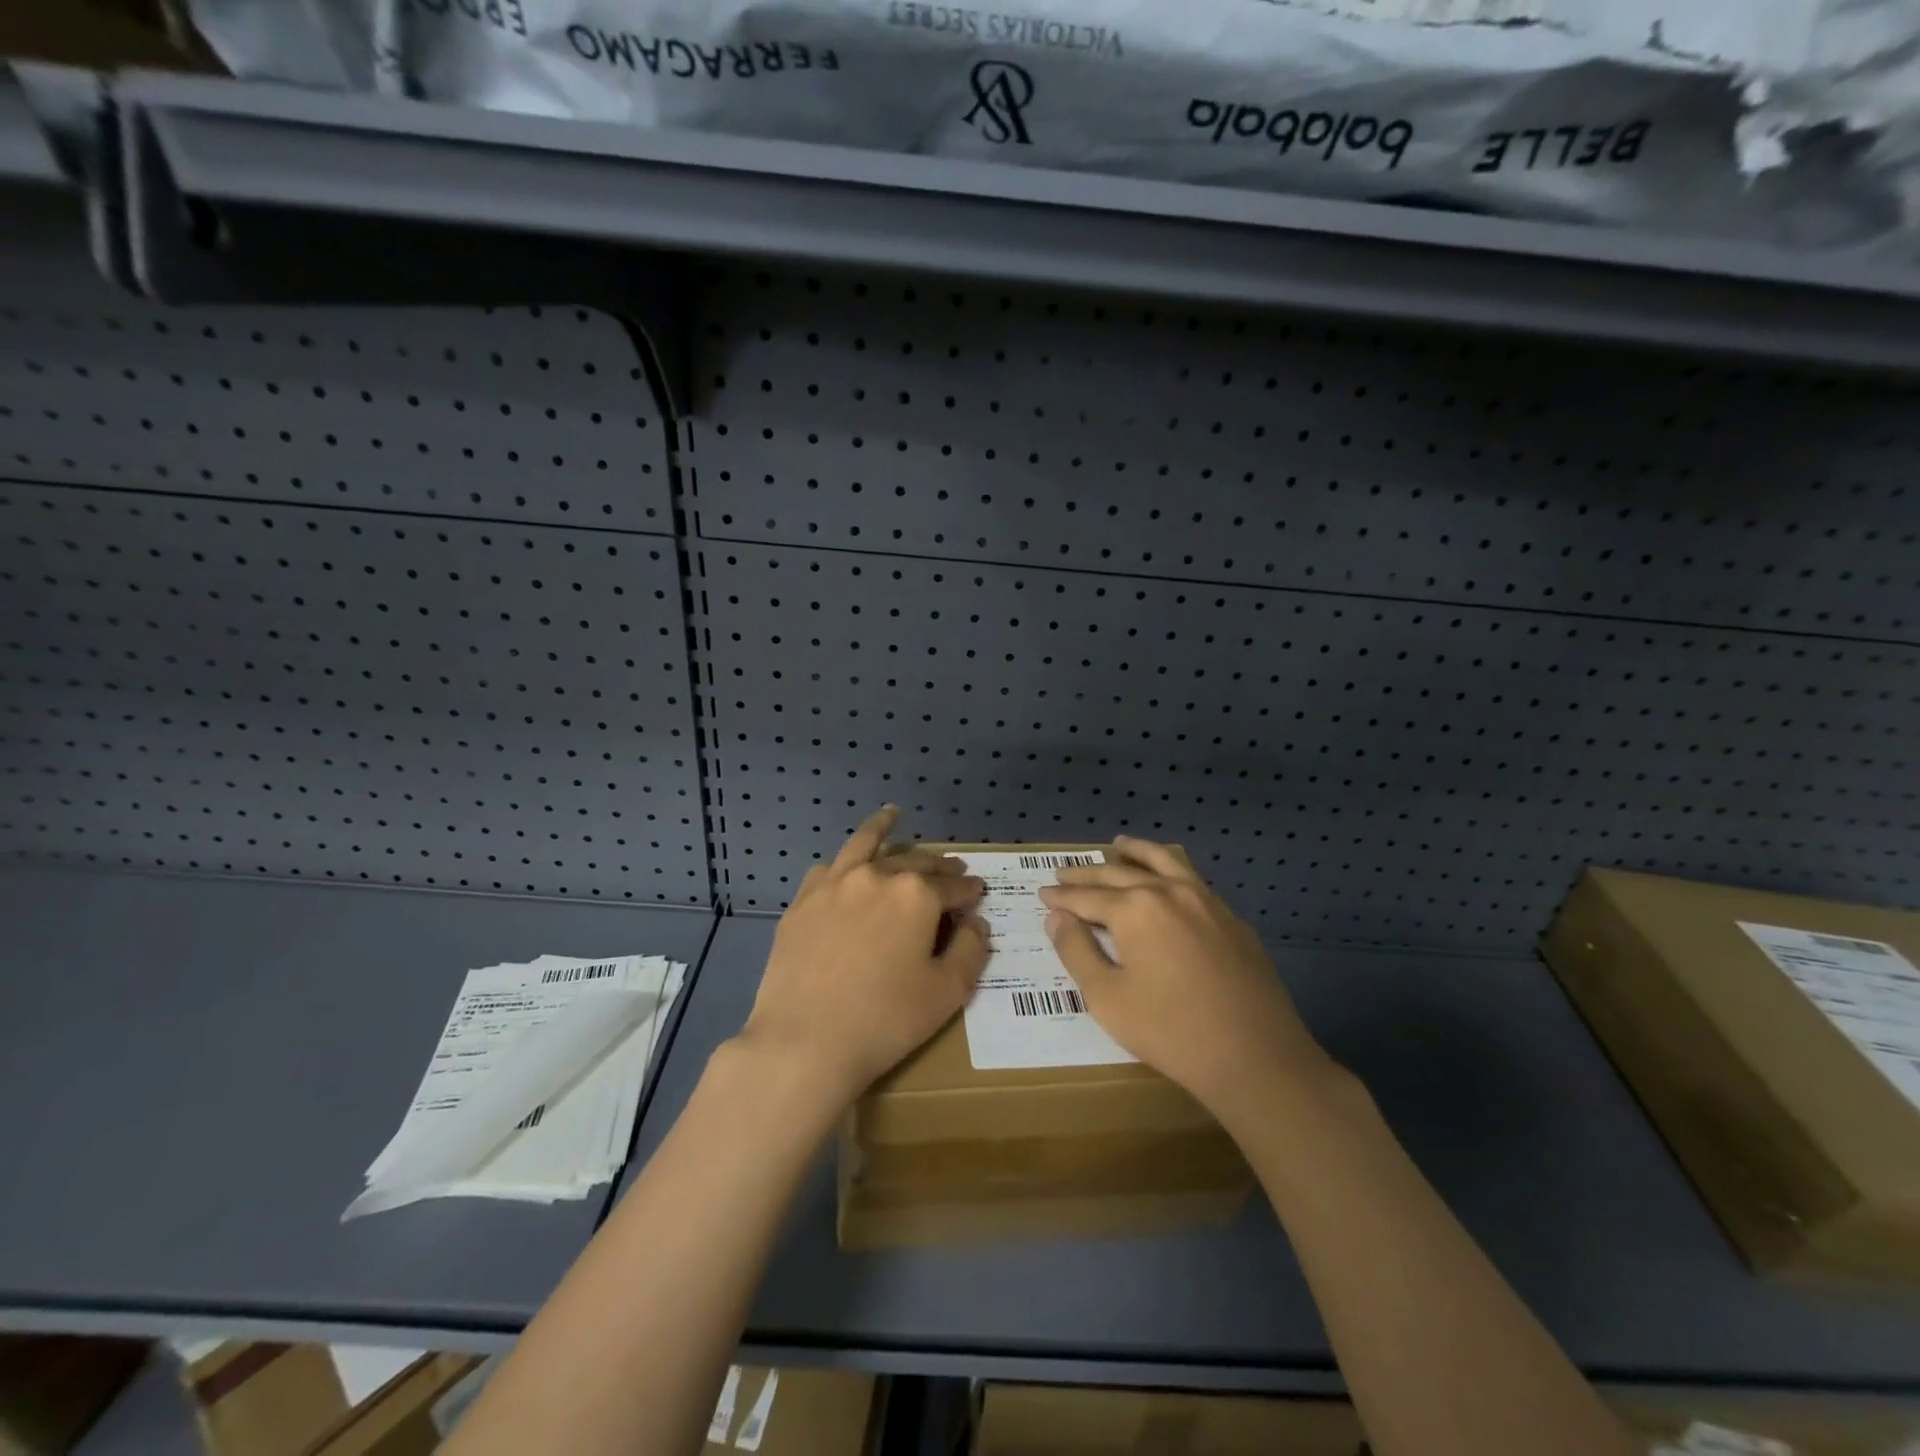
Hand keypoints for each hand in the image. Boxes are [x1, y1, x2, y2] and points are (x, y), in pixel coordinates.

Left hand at [738, 806, 988, 1106]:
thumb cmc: (885, 1020)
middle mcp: (876, 876)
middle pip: (914, 861)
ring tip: (893, 816)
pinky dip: (845, 861)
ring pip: (865, 845)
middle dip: (938, 865)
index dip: (969, 890)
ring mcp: (834, 884)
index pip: (952, 886)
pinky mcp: (803, 901)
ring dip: (884, 829)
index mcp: (916, 894)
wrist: (804, 1041)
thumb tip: (976, 922)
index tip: (978, 893)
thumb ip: (971, 950)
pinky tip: (847, 866)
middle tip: (951, 869)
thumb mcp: (947, 992)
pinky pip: (829, 868)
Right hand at [1040, 836, 1329, 1115]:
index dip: (1061, 897)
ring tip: (1118, 844)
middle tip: (1063, 872)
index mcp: (1134, 909)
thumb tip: (1057, 917)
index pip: (1086, 897)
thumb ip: (1076, 950)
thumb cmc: (1171, 1031)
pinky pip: (1191, 881)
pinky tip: (1166, 879)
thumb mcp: (1107, 997)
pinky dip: (1169, 870)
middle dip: (1087, 875)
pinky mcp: (1231, 919)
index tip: (1042, 893)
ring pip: (1163, 863)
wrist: (1256, 1057)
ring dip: (1135, 852)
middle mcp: (1169, 892)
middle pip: (1119, 875)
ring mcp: (1206, 901)